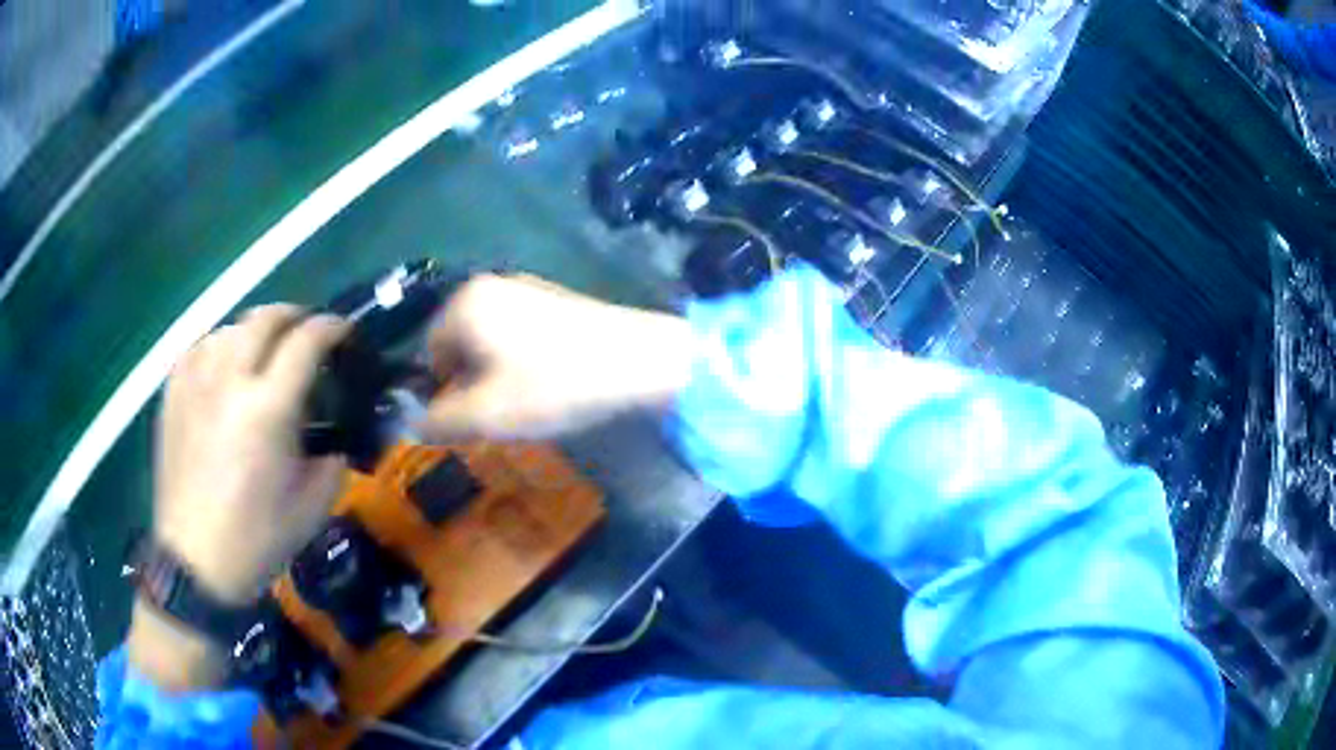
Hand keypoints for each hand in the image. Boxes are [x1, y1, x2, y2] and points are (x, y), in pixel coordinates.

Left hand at [132, 306, 347, 689]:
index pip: (305, 342)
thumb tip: (333, 441)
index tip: (343, 330)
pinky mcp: (172, 397)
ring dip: (253, 331)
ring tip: (262, 351)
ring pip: (228, 328)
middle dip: (293, 315)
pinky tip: (222, 365)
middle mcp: (229, 382)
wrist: (196, 563)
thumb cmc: (256, 541)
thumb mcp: (311, 510)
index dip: (331, 327)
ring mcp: (195, 385)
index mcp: (268, 410)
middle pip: (263, 319)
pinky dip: (217, 347)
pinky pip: (197, 349)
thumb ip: (331, 464)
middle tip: (305, 331)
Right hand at [421, 275, 693, 441]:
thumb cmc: (554, 385)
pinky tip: (552, 381)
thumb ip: (439, 421)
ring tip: (531, 400)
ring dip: (498, 376)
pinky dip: (523, 361)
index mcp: (465, 304)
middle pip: (459, 346)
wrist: (641, 361)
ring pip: (490, 343)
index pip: (429, 355)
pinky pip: (519, 335)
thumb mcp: (487, 415)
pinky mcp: (556, 299)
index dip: (445, 394)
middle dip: (472, 383)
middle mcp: (489, 285)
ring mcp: (526, 288)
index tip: (476, 419)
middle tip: (503, 412)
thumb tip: (413, 423)